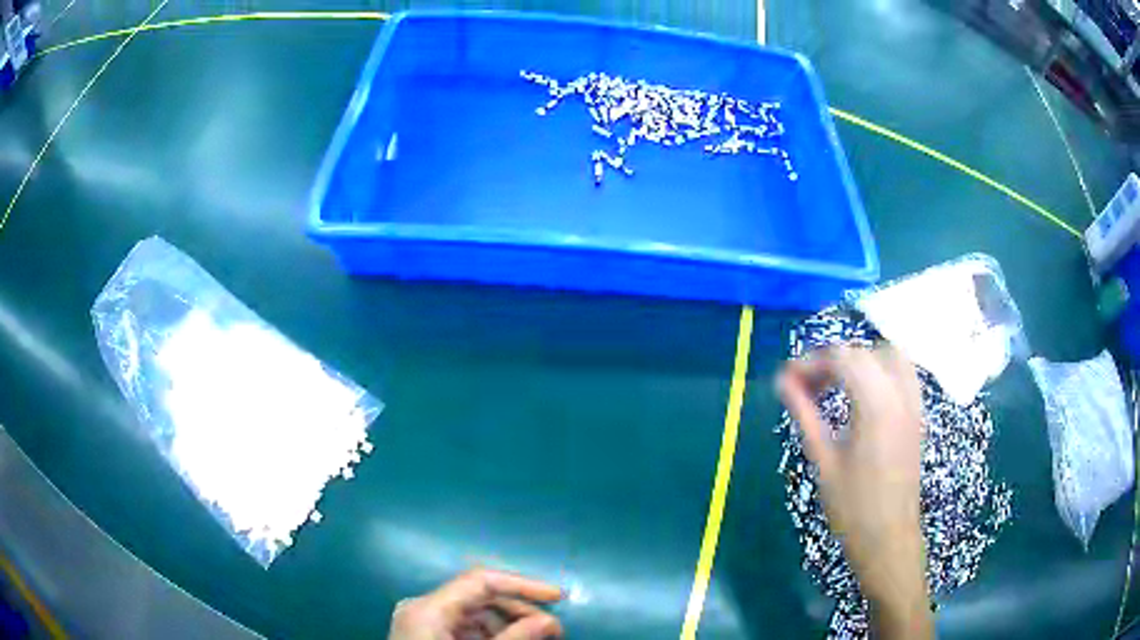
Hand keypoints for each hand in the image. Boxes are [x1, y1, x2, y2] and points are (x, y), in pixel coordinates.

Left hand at [388, 569, 563, 639]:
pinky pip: (462, 629)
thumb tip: (550, 622)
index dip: (523, 585)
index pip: (481, 581)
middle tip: (553, 631)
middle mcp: (421, 608)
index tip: (558, 598)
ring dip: (507, 625)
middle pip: (478, 598)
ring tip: (535, 639)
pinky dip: (489, 636)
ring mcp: (420, 623)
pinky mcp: (424, 637)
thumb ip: (515, 639)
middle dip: (518, 612)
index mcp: (428, 608)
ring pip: (473, 614)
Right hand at [777, 344, 932, 638]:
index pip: (842, 358)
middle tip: (809, 385)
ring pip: (890, 356)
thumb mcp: (824, 460)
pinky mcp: (917, 415)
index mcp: (875, 404)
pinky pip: (904, 374)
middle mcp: (900, 394)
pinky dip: (881, 371)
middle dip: (834, 360)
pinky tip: (864, 396)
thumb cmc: (852, 507)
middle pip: (866, 352)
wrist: (888, 539)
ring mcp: (913, 403)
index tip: (787, 379)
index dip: (811, 362)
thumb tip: (783, 381)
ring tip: (837, 386)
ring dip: (861, 361)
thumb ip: (805, 414)